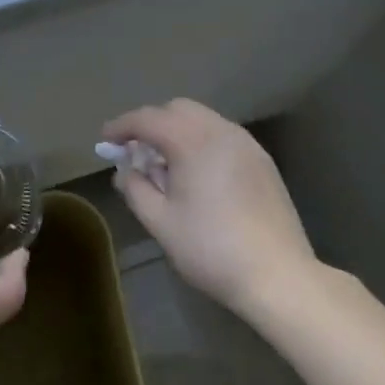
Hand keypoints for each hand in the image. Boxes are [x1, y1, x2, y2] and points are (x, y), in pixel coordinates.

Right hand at [103, 99, 318, 317]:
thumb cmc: (212, 250)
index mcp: (192, 141)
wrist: (279, 275)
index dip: (122, 126)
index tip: (105, 140)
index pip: (147, 119)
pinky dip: (201, 140)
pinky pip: (222, 134)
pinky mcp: (261, 159)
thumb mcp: (162, 224)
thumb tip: (125, 171)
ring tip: (166, 164)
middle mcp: (219, 130)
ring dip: (177, 130)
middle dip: (151, 123)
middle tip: (136, 152)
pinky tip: (198, 173)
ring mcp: (245, 142)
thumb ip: (136, 190)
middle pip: (176, 109)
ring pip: (202, 118)